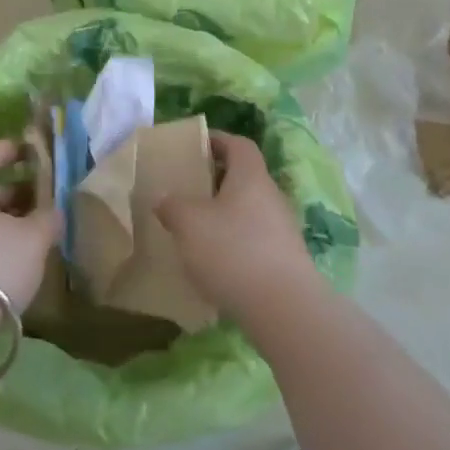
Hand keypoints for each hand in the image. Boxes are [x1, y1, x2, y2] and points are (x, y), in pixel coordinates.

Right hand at [156, 130, 320, 321]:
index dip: (217, 140)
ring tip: (195, 228)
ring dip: (224, 214)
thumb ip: (172, 206)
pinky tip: (214, 262)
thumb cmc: (233, 251)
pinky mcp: (285, 260)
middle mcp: (271, 196)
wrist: (284, 309)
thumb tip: (165, 200)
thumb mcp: (189, 223)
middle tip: (187, 189)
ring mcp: (283, 229)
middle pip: (243, 177)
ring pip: (248, 210)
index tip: (194, 146)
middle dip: (215, 180)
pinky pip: (254, 239)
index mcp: (251, 176)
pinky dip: (234, 242)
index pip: (238, 144)